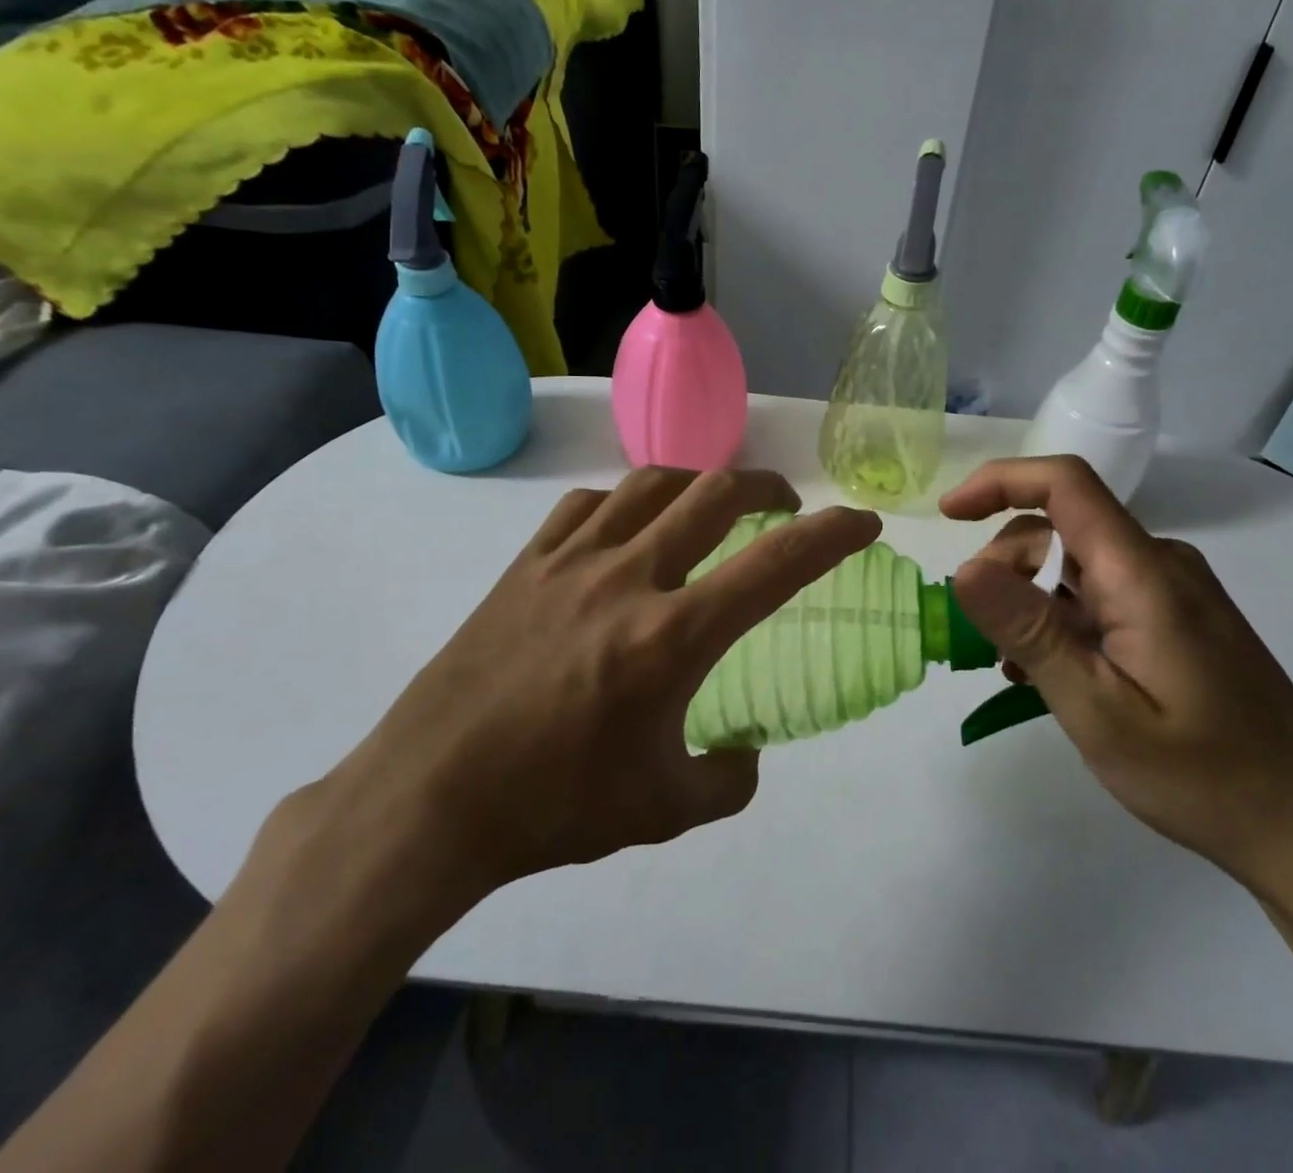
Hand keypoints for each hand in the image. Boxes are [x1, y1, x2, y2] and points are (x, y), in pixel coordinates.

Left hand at [292, 468, 880, 945]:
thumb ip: (727, 778)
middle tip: (784, 506)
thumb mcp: (662, 810)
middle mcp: (628, 577)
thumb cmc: (552, 807)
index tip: (863, 524)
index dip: (832, 535)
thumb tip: (746, 753)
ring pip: (652, 482)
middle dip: (767, 487)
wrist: (429, 799)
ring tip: (711, 506)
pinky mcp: (526, 564)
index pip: (776, 564)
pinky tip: (627, 529)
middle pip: (716, 494)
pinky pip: (588, 504)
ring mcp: (571, 560)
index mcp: (672, 636)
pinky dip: (626, 503)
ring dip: (698, 483)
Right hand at [941, 456, 1292, 898]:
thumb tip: (965, 569)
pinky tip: (1053, 671)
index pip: (1065, 483)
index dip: (999, 481)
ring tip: (1017, 666)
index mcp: (1143, 572)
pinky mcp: (1178, 617)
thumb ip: (1030, 632)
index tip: (947, 514)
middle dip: (1006, 563)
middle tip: (986, 635)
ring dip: (1031, 597)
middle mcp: (1160, 563)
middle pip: (1061, 525)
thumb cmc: (1201, 774)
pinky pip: (1101, 592)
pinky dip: (1061, 616)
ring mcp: (1173, 590)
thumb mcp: (1097, 709)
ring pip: (1076, 561)